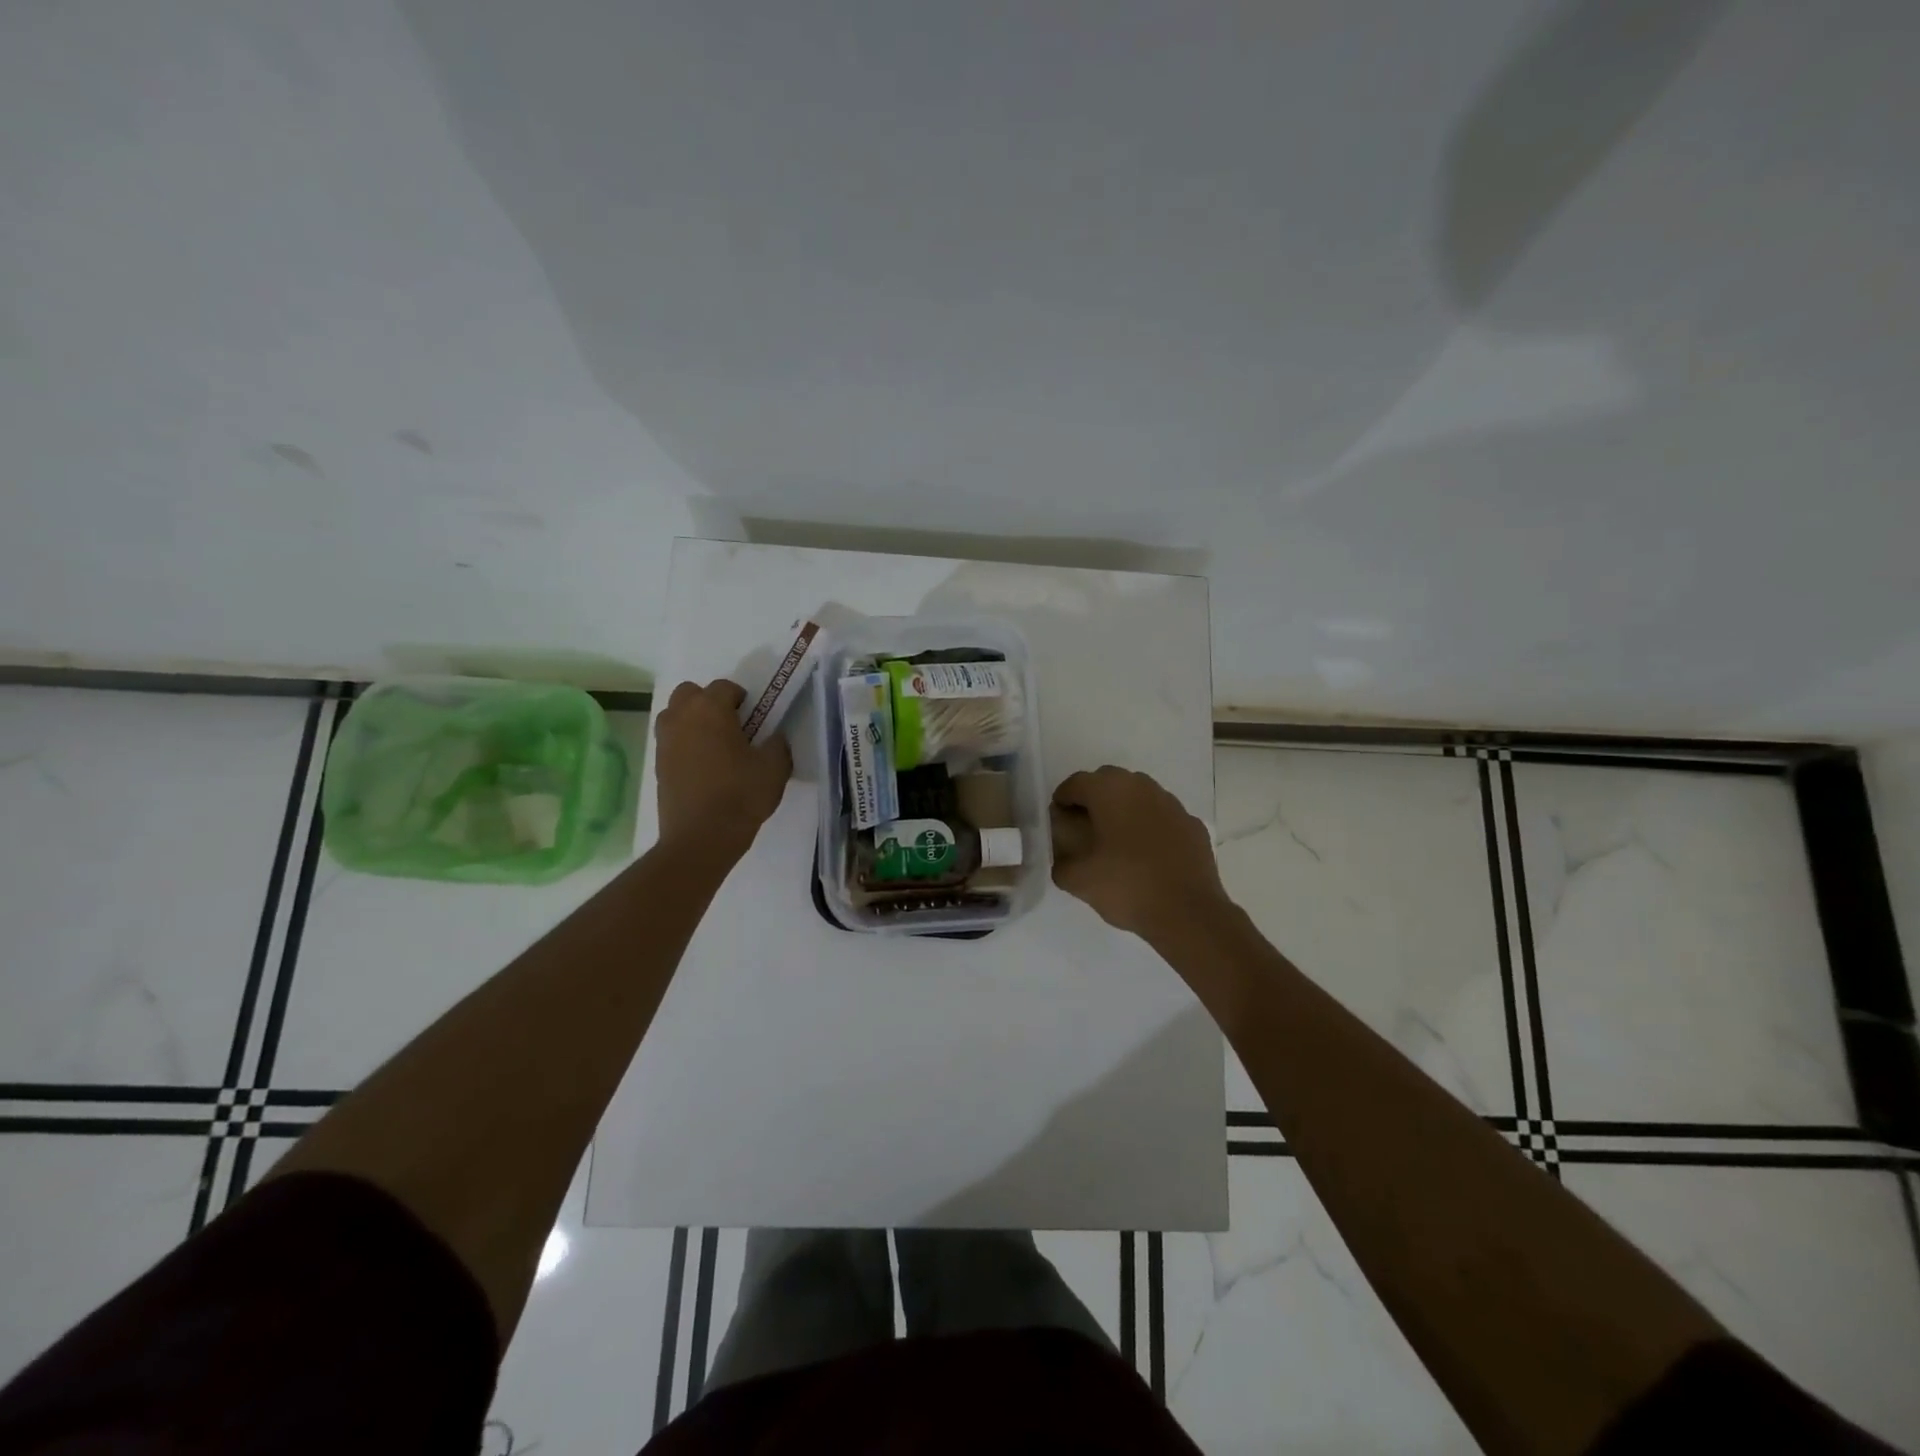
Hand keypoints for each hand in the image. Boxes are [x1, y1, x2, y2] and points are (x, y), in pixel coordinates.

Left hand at [654, 680, 792, 859]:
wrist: (701, 838)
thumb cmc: (740, 795)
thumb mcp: (775, 768)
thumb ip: (777, 744)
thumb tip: (773, 737)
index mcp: (710, 710)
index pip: (724, 687)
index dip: (742, 698)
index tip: (755, 717)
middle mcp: (681, 717)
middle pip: (690, 693)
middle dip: (709, 702)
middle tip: (731, 725)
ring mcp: (664, 741)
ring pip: (675, 715)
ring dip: (692, 720)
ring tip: (715, 744)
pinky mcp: (657, 765)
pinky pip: (671, 740)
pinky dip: (685, 743)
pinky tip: (704, 766)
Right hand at [1050, 766, 1229, 939]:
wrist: (1188, 912)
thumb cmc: (1126, 886)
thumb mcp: (1078, 880)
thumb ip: (1060, 862)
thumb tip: (1061, 857)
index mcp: (1109, 791)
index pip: (1076, 783)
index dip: (1062, 799)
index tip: (1057, 820)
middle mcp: (1141, 787)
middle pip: (1108, 782)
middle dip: (1093, 798)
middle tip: (1083, 827)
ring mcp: (1171, 804)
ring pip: (1138, 796)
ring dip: (1123, 810)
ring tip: (1115, 841)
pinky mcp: (1192, 824)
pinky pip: (1162, 817)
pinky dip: (1150, 826)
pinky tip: (1147, 854)